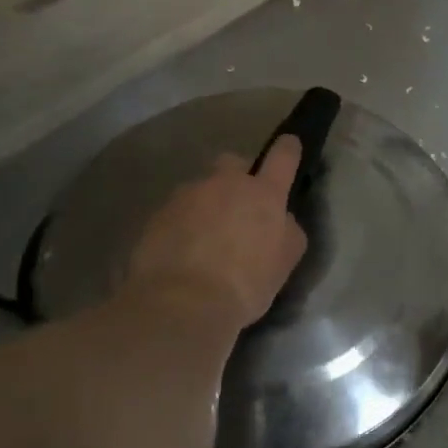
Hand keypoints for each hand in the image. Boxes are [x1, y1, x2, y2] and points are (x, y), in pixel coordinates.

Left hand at [124, 139, 309, 330]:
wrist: (183, 303)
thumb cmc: (246, 283)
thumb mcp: (285, 260)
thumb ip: (287, 230)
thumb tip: (281, 219)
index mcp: (264, 194)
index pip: (283, 157)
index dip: (288, 148)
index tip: (289, 144)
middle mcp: (225, 184)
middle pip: (232, 162)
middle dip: (237, 176)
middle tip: (238, 206)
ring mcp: (187, 196)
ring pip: (201, 189)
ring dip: (206, 205)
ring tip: (204, 239)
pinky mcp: (157, 216)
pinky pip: (176, 213)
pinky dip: (182, 226)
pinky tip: (182, 253)